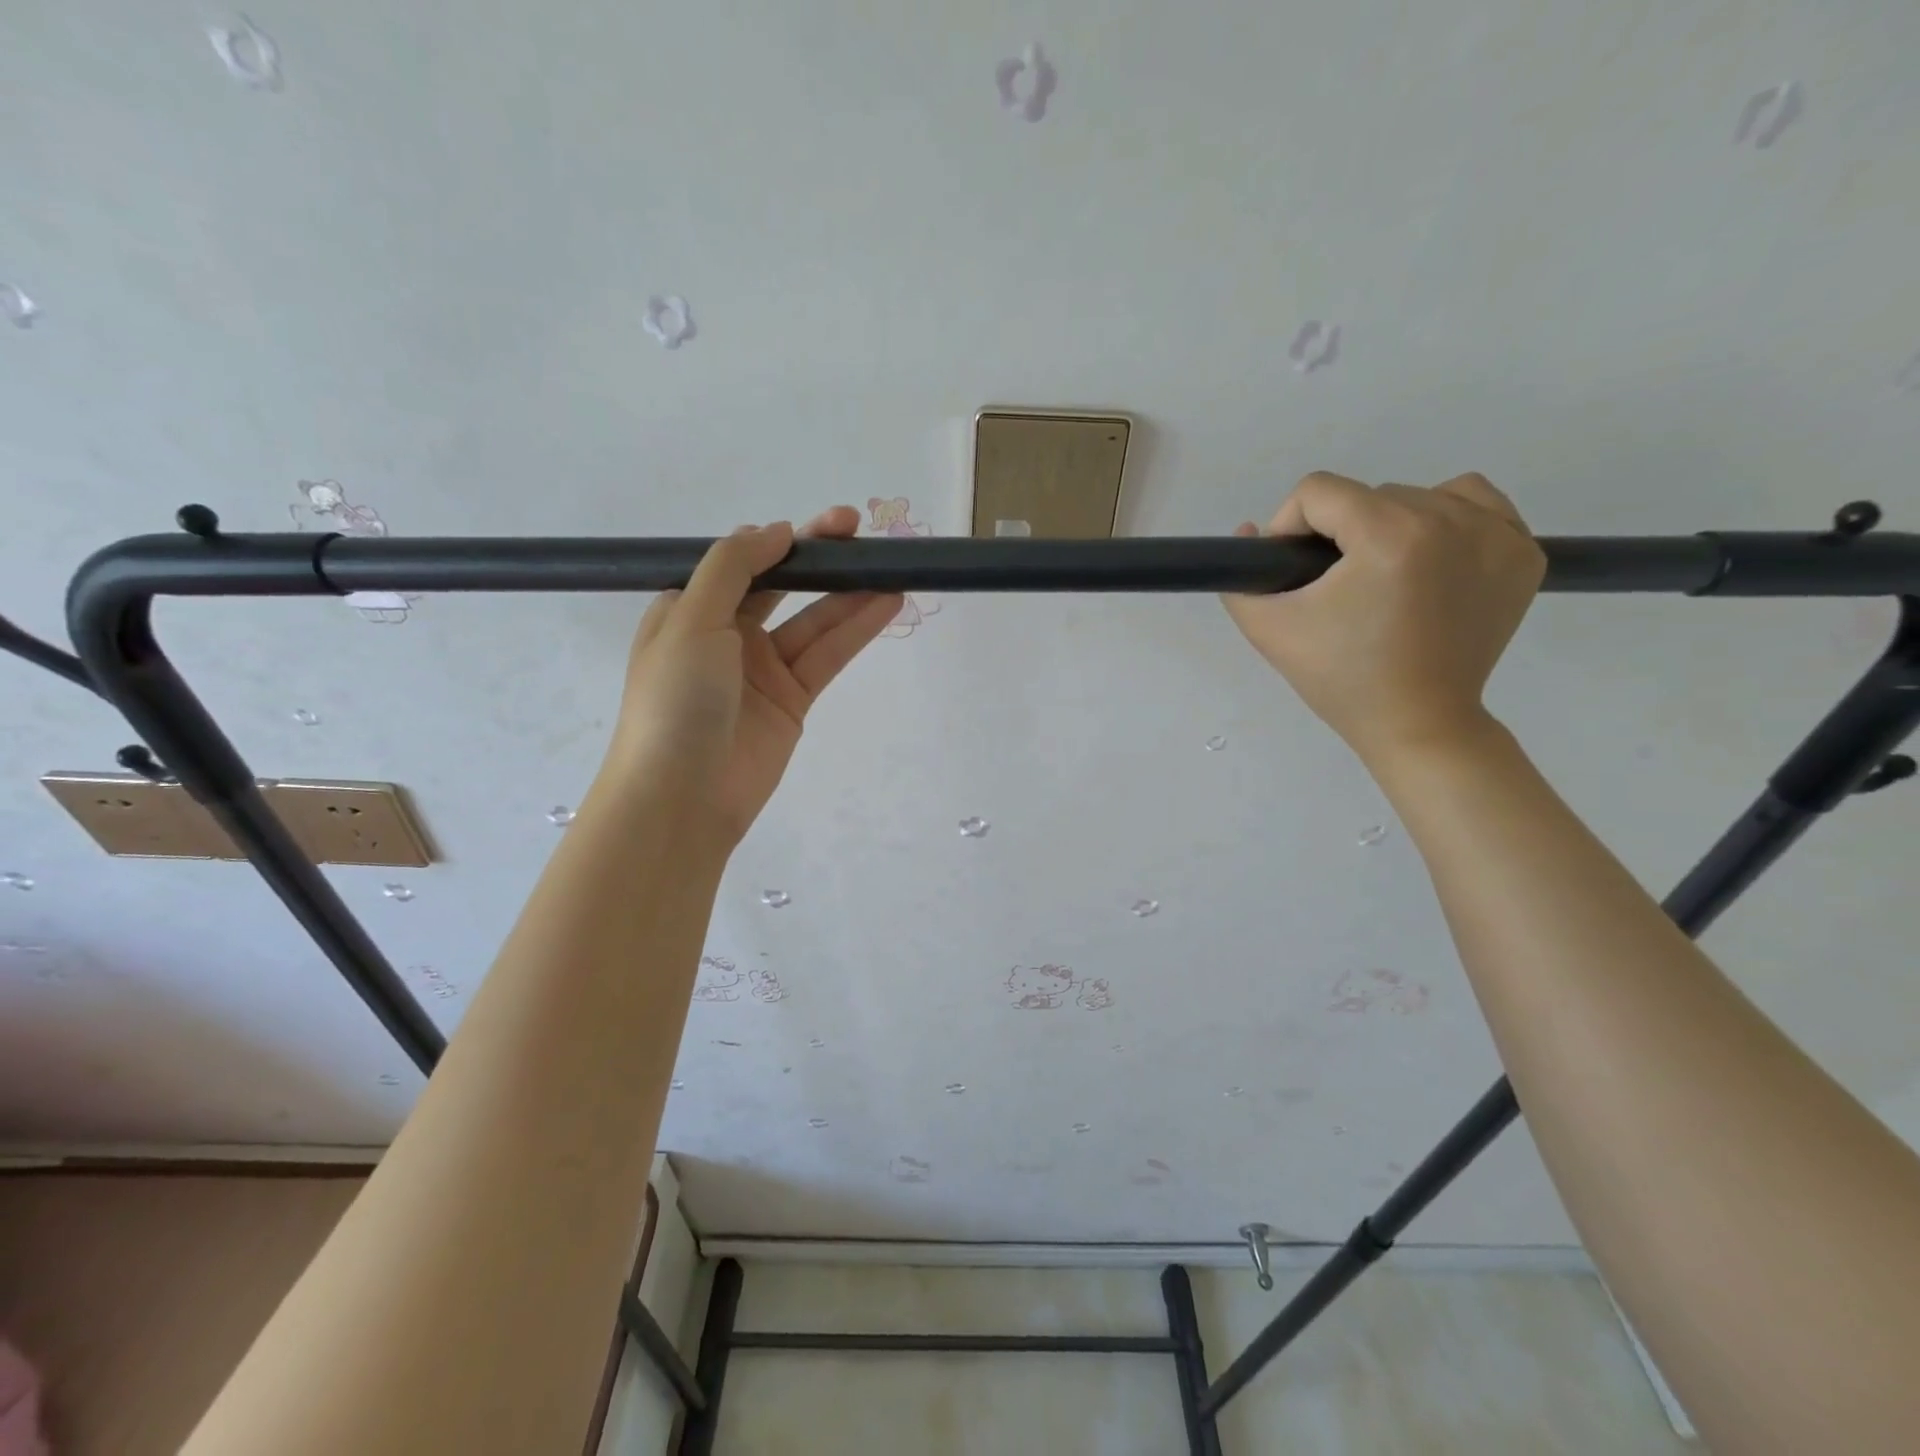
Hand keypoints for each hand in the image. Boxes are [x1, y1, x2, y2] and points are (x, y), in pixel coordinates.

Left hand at [603, 507, 901, 850]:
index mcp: (691, 610)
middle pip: (781, 586)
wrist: (682, 796)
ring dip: (849, 594)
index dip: (780, 541)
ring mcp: (763, 670)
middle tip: (858, 531)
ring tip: (890, 567)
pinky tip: (885, 605)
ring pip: (813, 621)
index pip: (741, 563)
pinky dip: (856, 630)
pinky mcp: (793, 701)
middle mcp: (727, 635)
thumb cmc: (675, 700)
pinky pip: (827, 657)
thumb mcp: (691, 619)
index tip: (820, 527)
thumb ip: (733, 568)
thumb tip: (776, 530)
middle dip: (819, 559)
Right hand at [1222, 472, 1544, 767]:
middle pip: (1368, 494)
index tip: (1294, 570)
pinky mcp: (1523, 553)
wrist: (1419, 724)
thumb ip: (1241, 580)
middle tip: (1337, 588)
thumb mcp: (1269, 631)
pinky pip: (1476, 502)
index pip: (1318, 491)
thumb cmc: (1341, 680)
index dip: (1290, 527)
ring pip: (1419, 495)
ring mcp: (1497, 533)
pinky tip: (1430, 559)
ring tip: (1383, 575)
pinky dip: (1446, 519)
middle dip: (1340, 534)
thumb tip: (1252, 529)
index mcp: (1389, 537)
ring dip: (1390, 525)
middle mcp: (1450, 520)